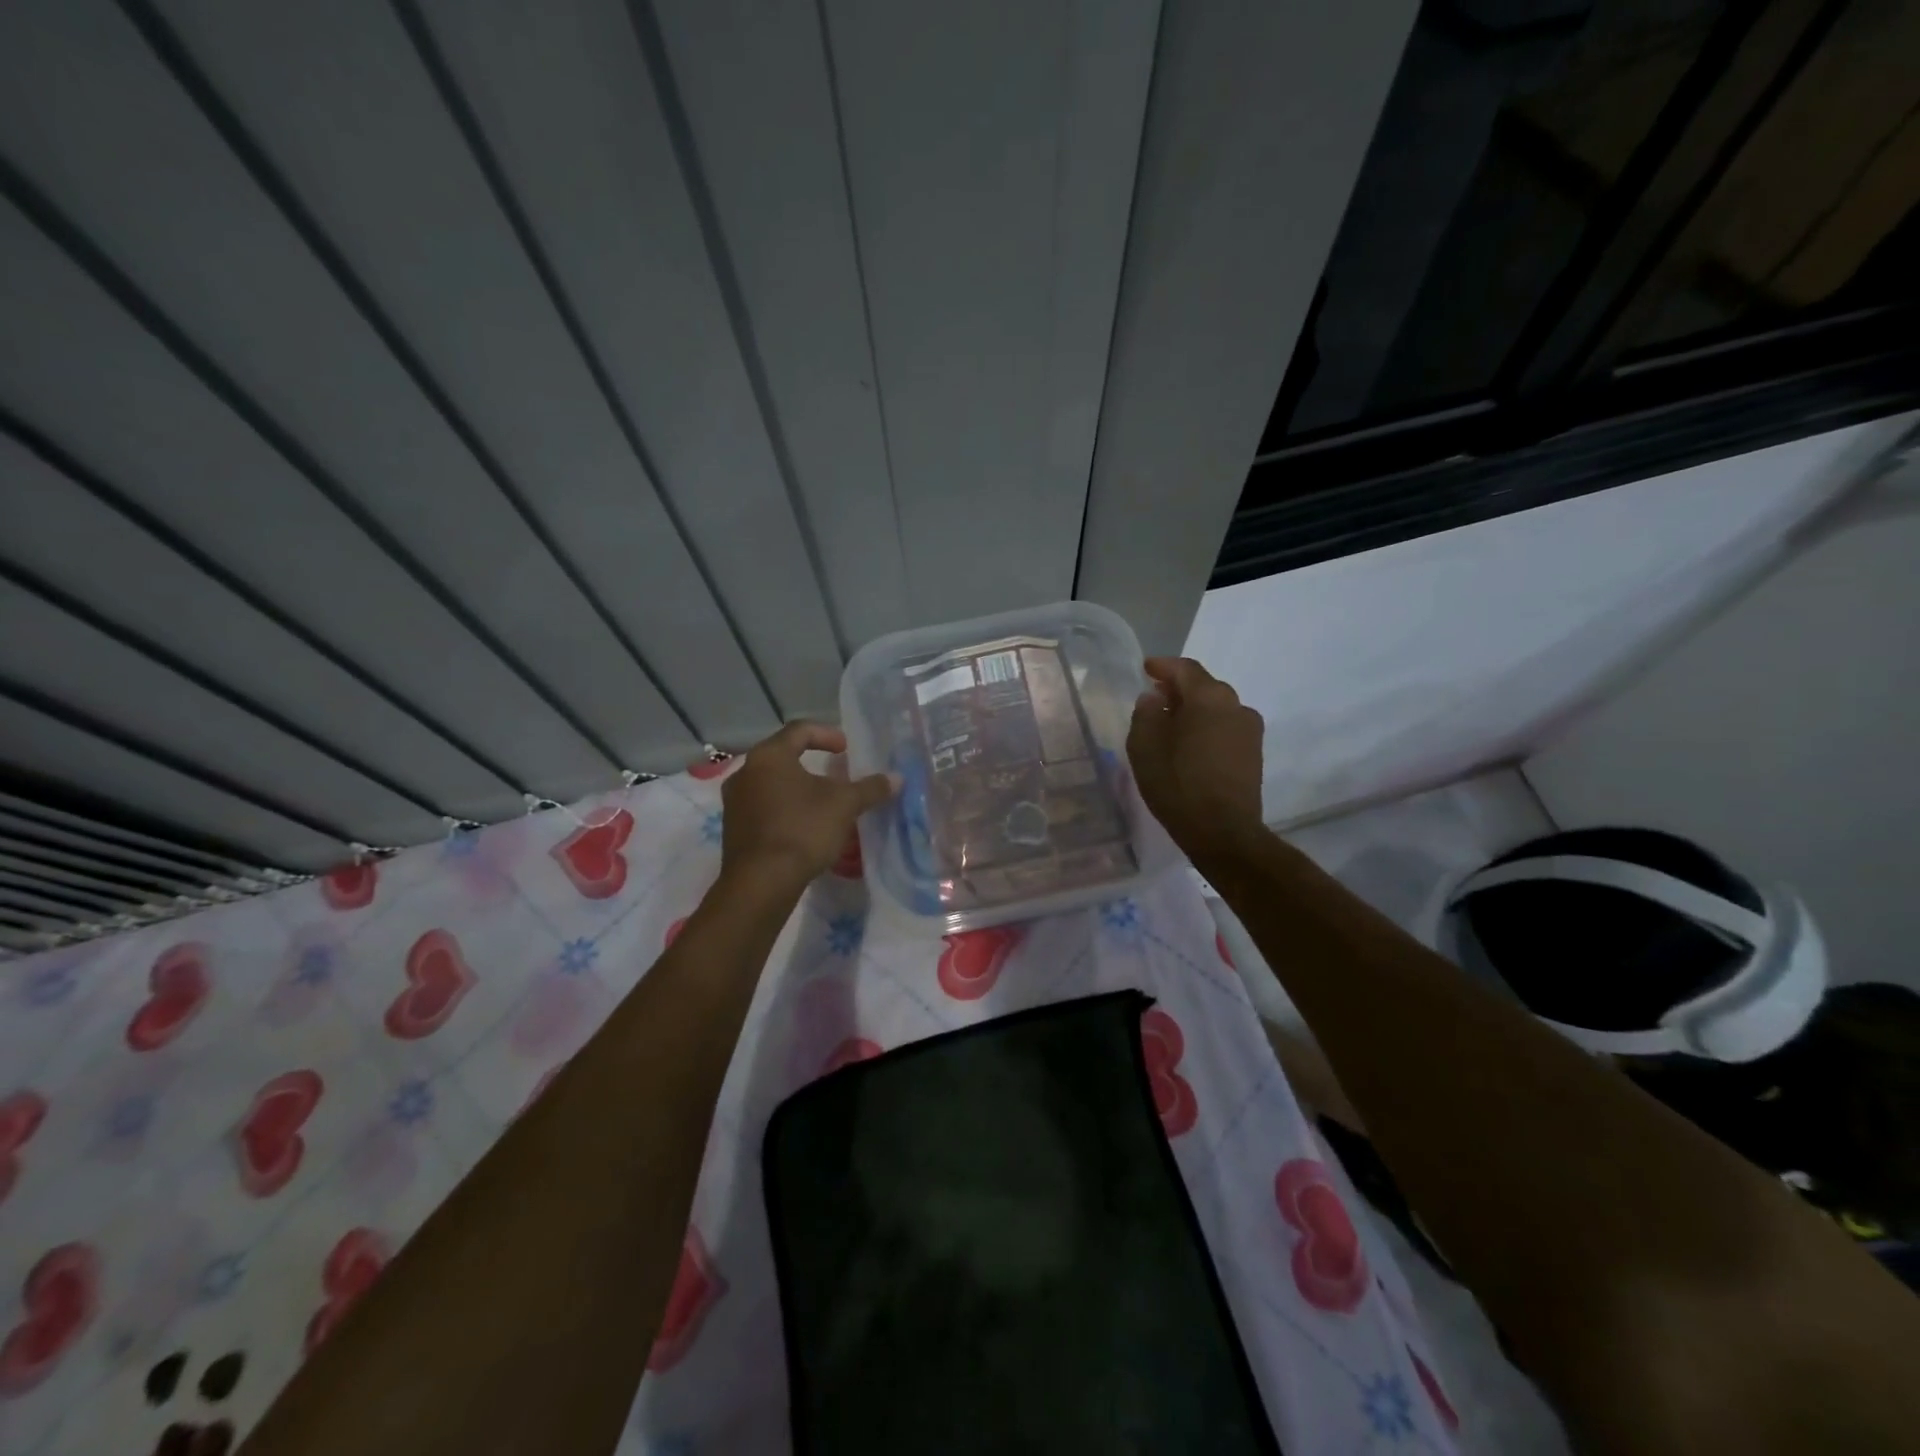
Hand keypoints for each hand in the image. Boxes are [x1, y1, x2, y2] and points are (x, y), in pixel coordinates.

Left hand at [718, 722, 896, 894]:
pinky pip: (763, 807)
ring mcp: (735, 801)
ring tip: (822, 802)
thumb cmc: (803, 830)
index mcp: (769, 756)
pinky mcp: (733, 828)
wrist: (761, 882)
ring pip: (771, 783)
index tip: (846, 748)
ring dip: (798, 788)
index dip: (827, 734)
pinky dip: (785, 808)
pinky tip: (804, 826)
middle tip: (836, 774)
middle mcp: (745, 772)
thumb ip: (870, 788)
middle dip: (812, 763)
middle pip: (782, 756)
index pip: (799, 730)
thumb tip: (896, 778)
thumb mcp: (844, 805)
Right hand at [1126, 657, 1265, 862]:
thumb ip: (1146, 714)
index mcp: (1209, 698)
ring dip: (1194, 710)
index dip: (1163, 666)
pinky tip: (1189, 745)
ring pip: (1217, 709)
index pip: (1185, 669)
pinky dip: (1206, 728)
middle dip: (1179, 689)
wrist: (1223, 832)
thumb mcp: (1144, 747)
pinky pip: (1225, 728)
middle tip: (1155, 698)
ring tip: (1170, 725)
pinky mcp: (1254, 754)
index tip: (1146, 668)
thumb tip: (1154, 699)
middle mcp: (1236, 706)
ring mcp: (1250, 731)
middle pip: (1204, 687)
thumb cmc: (1177, 785)